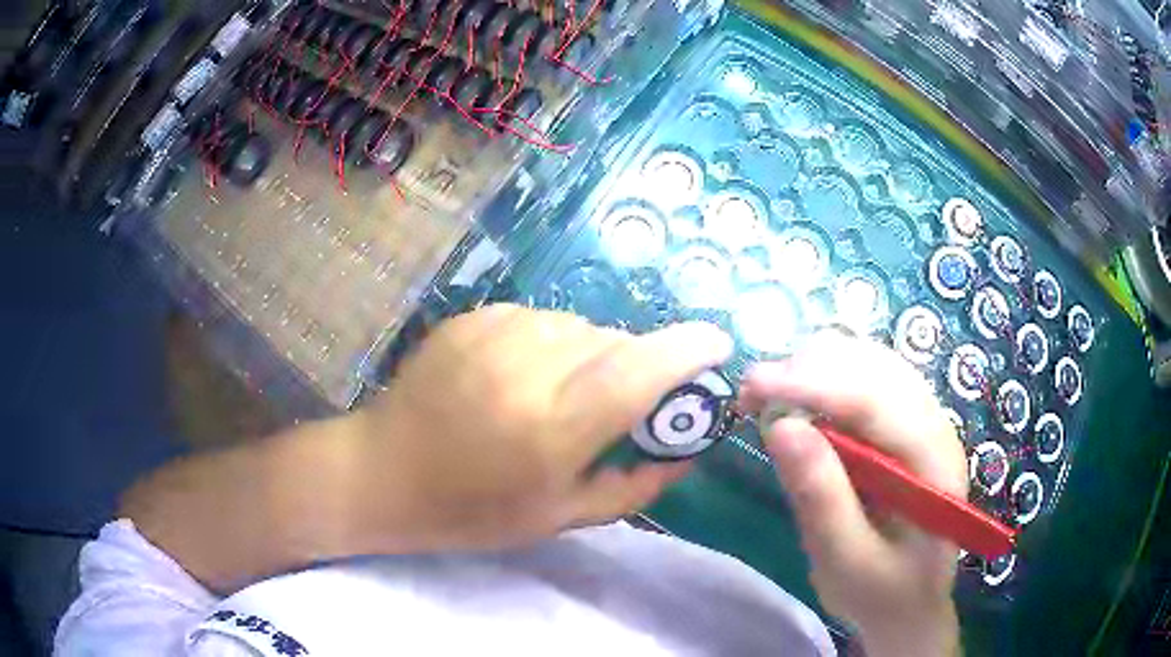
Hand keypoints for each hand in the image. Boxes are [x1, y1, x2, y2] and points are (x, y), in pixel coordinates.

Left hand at [341, 304, 733, 552]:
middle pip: (615, 341)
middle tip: (625, 400)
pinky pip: (542, 319)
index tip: (717, 344)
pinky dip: (554, 342)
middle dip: (638, 363)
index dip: (687, 352)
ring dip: (594, 353)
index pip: (638, 371)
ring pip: (581, 326)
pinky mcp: (473, 316)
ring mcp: (493, 333)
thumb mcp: (561, 517)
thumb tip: (689, 450)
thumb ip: (636, 484)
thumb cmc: (472, 510)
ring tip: (565, 391)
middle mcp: (526, 369)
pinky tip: (525, 374)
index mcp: (550, 430)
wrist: (383, 471)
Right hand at [740, 334, 965, 656]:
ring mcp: (924, 419)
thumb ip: (821, 498)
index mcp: (934, 463)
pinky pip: (867, 378)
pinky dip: (826, 379)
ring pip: (870, 362)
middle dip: (810, 369)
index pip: (877, 401)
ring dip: (816, 368)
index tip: (753, 385)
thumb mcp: (845, 561)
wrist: (909, 603)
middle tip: (751, 396)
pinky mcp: (905, 423)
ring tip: (769, 396)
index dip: (814, 384)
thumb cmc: (880, 592)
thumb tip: (781, 426)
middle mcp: (937, 426)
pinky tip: (800, 401)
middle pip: (875, 367)